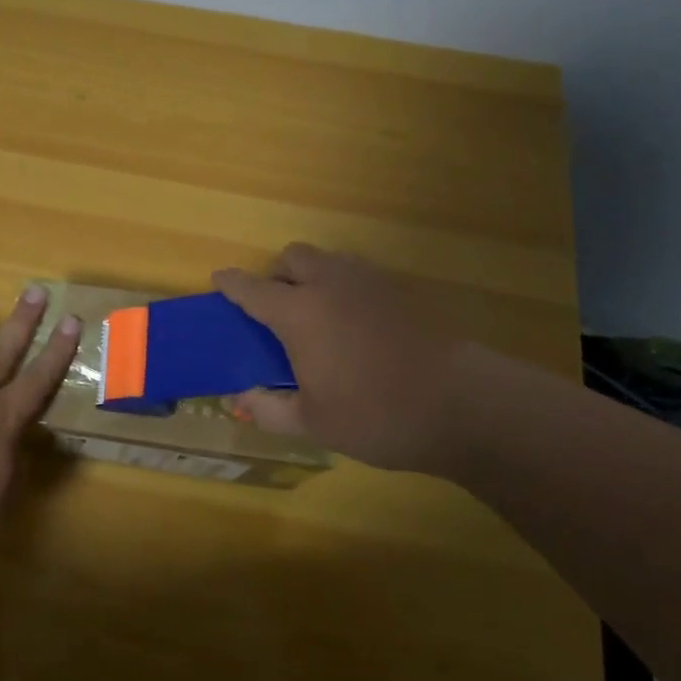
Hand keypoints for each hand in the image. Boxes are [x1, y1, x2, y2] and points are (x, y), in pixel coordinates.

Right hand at [213, 244, 478, 474]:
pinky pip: (360, 274)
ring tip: (320, 315)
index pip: (252, 288)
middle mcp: (330, 284)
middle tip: (279, 308)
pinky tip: (358, 324)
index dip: (230, 283)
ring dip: (314, 275)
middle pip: (293, 256)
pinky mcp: (402, 289)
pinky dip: (346, 287)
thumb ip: (269, 408)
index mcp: (299, 313)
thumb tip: (242, 397)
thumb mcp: (314, 424)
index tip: (218, 280)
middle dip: (278, 274)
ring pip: (329, 259)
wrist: (462, 404)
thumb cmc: (377, 415)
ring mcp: (369, 281)